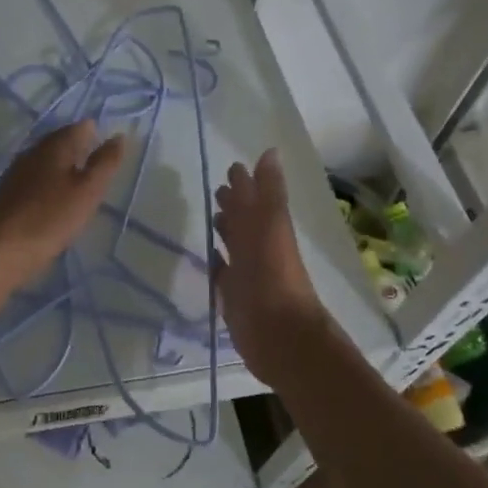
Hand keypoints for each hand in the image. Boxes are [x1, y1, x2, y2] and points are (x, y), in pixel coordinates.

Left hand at [0, 120, 125, 295]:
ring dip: (64, 170)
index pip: (80, 127)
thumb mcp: (88, 191)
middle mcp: (32, 152)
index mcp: (54, 145)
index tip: (109, 153)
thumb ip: (105, 163)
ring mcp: (16, 172)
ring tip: (81, 188)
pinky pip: (35, 181)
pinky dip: (49, 186)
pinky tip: (55, 203)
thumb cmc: (50, 217)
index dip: (97, 135)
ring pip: (47, 162)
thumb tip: (118, 136)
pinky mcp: (8, 194)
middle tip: (99, 170)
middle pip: (61, 142)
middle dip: (80, 151)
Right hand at [212, 149, 330, 383]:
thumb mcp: (272, 227)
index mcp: (268, 229)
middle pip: (244, 221)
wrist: (279, 335)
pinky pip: (223, 274)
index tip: (232, 167)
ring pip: (234, 246)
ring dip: (226, 231)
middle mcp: (258, 248)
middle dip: (233, 204)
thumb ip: (269, 193)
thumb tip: (269, 152)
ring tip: (212, 218)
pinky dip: (217, 264)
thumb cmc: (274, 277)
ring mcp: (246, 273)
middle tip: (217, 190)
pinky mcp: (234, 297)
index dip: (245, 184)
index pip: (254, 200)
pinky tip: (208, 259)